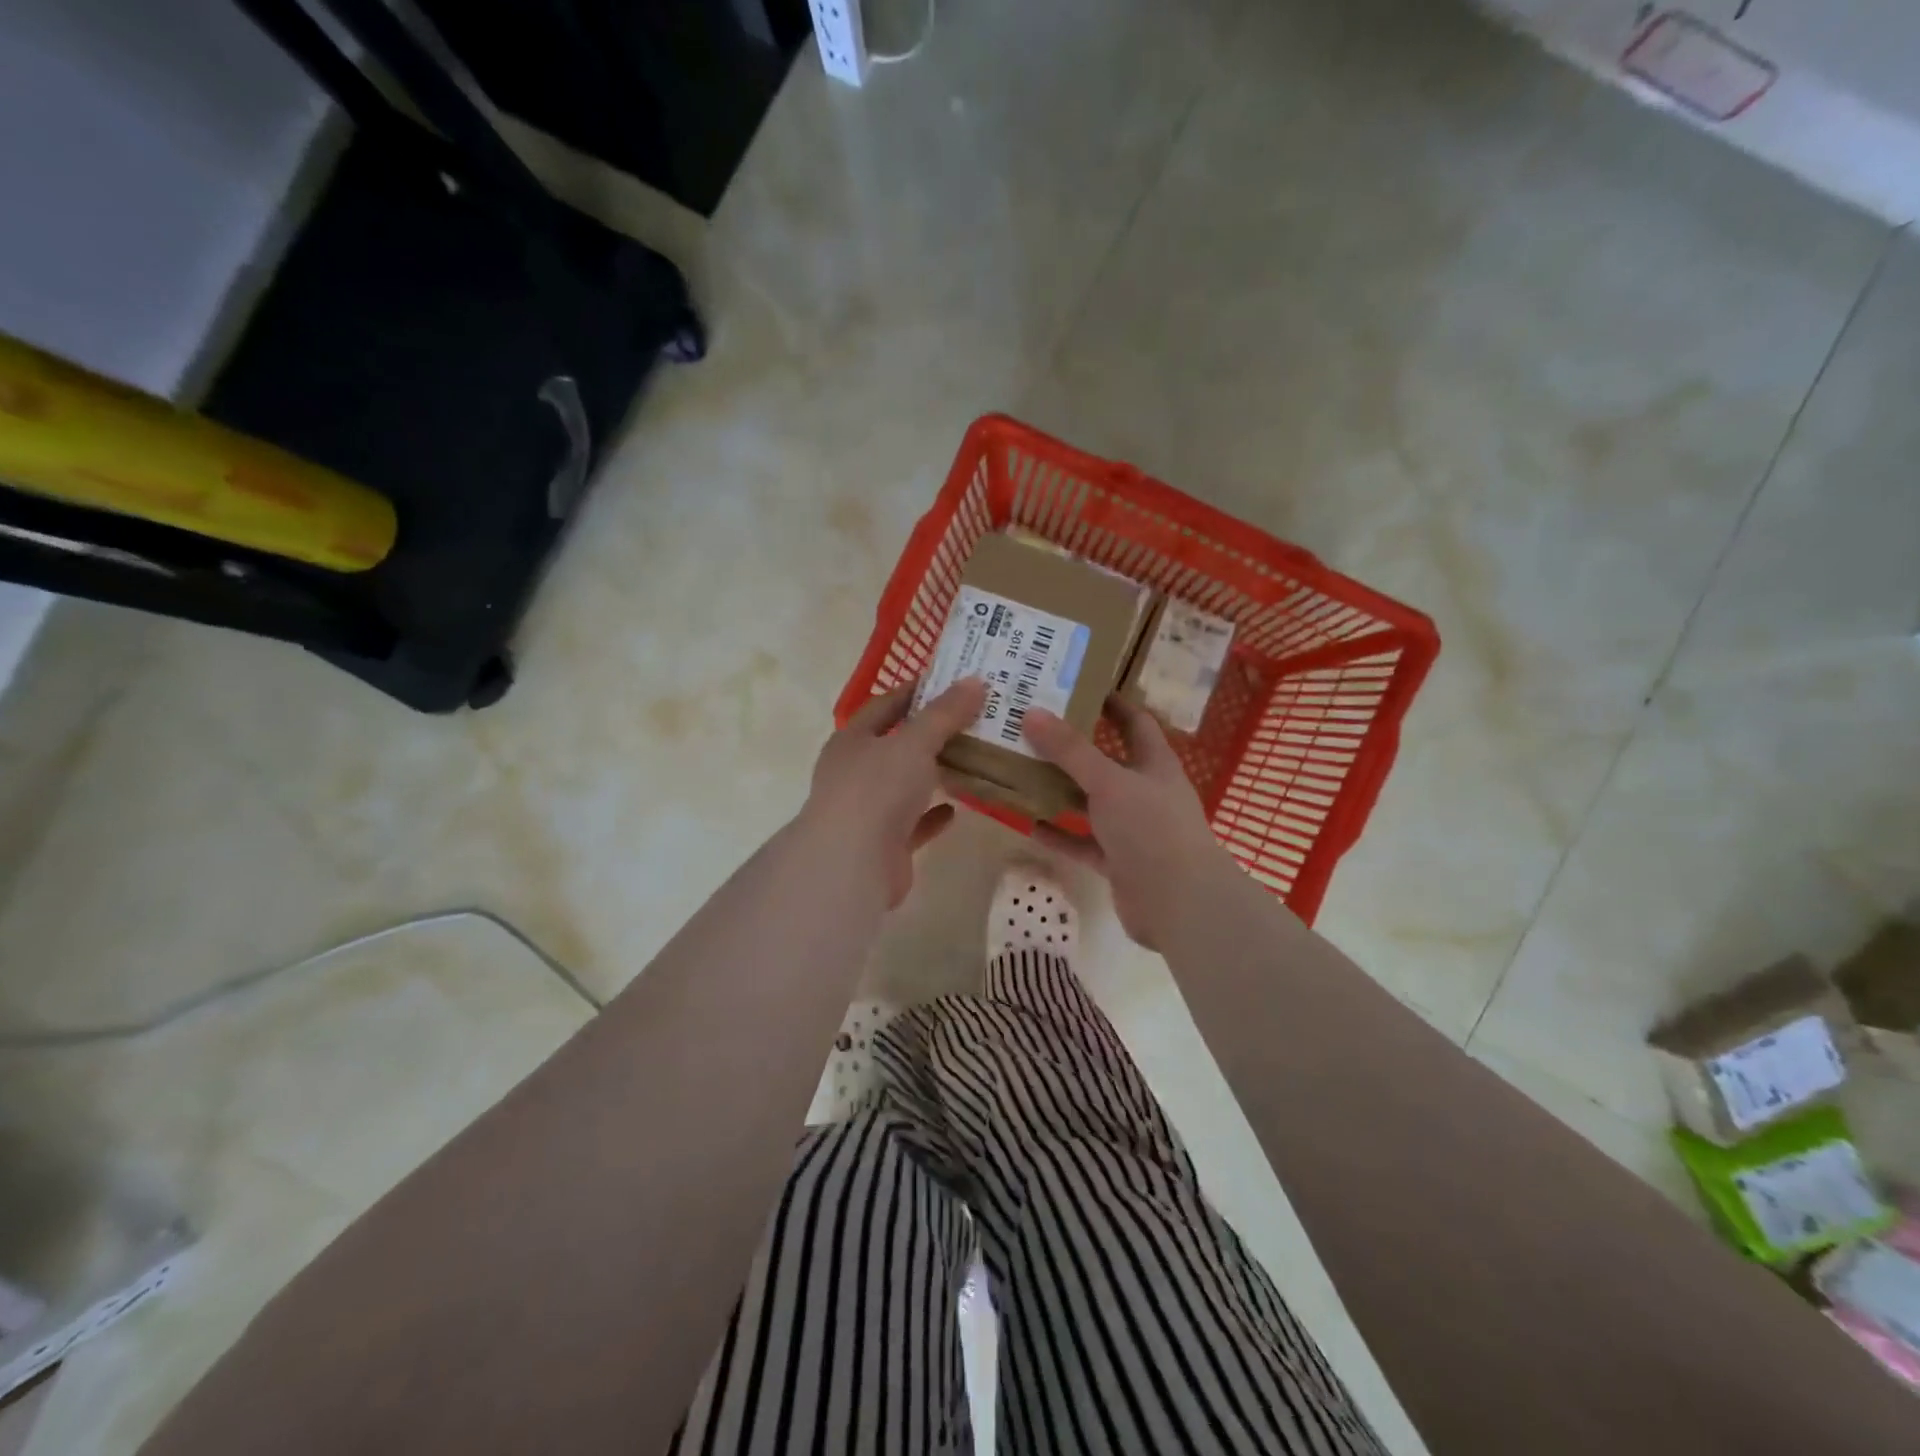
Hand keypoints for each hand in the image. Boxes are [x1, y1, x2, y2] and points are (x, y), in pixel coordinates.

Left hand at [801, 678, 988, 908]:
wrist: (852, 863)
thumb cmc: (877, 789)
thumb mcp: (915, 742)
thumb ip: (944, 714)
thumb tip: (975, 681)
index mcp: (853, 740)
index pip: (884, 706)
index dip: (914, 692)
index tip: (949, 683)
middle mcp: (855, 772)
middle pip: (895, 746)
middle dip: (929, 735)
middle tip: (971, 721)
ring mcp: (867, 810)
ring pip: (904, 785)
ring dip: (931, 775)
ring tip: (969, 761)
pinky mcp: (883, 844)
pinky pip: (913, 823)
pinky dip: (932, 815)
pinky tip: (957, 808)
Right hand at [1024, 700, 1238, 947]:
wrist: (1178, 903)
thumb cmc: (1151, 829)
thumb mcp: (1109, 782)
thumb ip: (1071, 751)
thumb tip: (1032, 713)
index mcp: (1155, 764)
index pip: (1135, 722)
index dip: (1112, 703)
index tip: (1079, 686)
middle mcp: (1145, 792)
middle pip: (1106, 762)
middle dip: (1074, 747)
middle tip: (1034, 728)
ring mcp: (1131, 829)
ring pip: (1091, 803)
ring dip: (1061, 790)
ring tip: (1022, 771)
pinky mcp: (1117, 860)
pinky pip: (1082, 841)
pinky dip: (1059, 833)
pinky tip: (1028, 823)